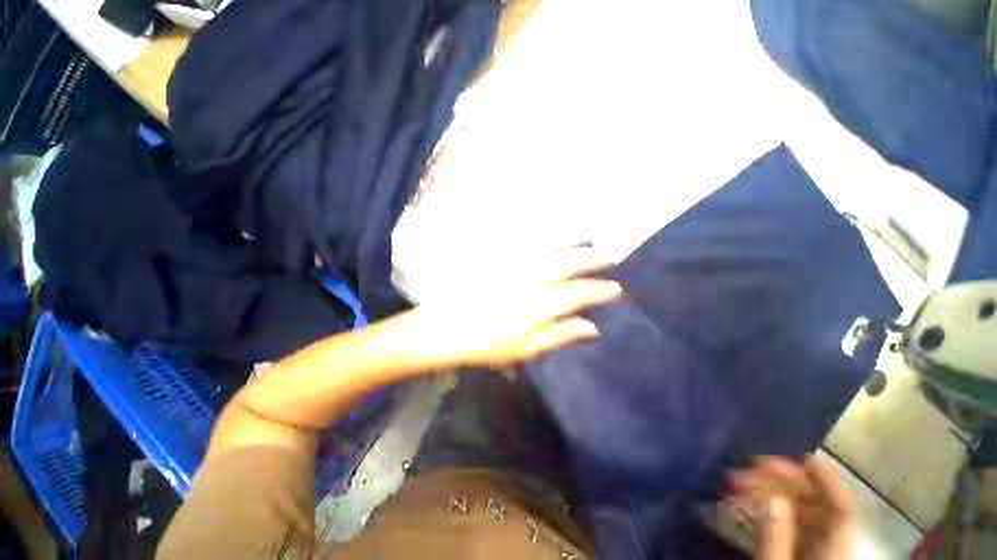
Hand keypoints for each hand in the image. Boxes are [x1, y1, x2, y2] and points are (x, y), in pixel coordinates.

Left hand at [404, 247, 622, 368]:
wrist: (446, 328)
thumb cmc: (487, 345)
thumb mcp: (527, 348)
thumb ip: (560, 335)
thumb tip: (592, 327)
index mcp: (540, 305)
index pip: (578, 294)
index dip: (600, 291)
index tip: (616, 288)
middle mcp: (531, 281)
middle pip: (567, 265)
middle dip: (591, 260)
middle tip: (608, 257)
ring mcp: (514, 268)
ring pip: (550, 251)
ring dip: (571, 244)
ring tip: (588, 239)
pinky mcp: (500, 262)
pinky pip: (528, 246)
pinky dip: (545, 241)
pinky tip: (553, 239)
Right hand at [728, 456, 857, 559]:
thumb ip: (776, 537)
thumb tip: (773, 495)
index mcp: (834, 552)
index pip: (841, 509)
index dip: (827, 481)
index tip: (801, 457)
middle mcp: (831, 545)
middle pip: (817, 502)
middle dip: (781, 480)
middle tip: (744, 470)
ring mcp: (817, 546)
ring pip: (802, 507)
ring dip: (770, 489)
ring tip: (737, 483)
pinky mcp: (802, 548)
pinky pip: (791, 518)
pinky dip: (769, 504)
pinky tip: (746, 500)